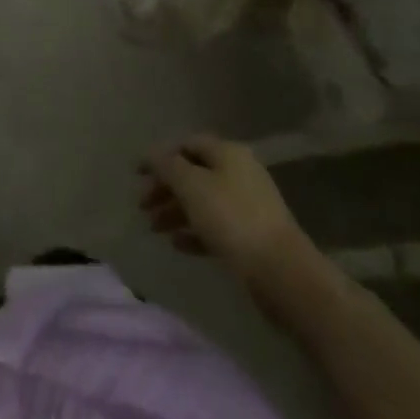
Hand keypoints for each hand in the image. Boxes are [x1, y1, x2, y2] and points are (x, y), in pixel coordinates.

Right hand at [140, 135, 316, 304]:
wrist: (282, 274)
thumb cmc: (232, 219)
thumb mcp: (191, 185)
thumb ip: (167, 166)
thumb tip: (152, 154)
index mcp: (227, 153)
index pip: (186, 144)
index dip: (159, 156)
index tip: (137, 175)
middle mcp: (239, 173)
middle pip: (193, 173)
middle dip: (165, 188)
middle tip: (142, 206)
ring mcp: (248, 206)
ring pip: (203, 202)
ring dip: (176, 211)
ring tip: (154, 228)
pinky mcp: (252, 238)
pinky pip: (216, 227)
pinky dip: (194, 232)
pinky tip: (177, 245)